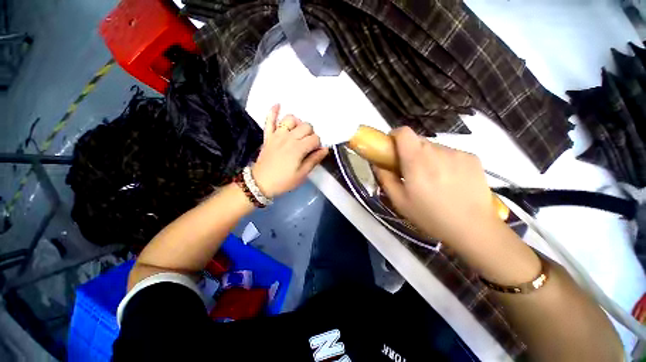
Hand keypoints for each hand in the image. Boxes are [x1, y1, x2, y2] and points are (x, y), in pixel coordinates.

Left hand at [251, 105, 328, 197]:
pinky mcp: (268, 136)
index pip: (315, 138)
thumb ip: (314, 160)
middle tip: (308, 145)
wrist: (260, 183)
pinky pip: (269, 120)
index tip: (314, 152)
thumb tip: (325, 149)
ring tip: (298, 132)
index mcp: (298, 148)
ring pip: (290, 119)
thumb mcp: (302, 174)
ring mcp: (277, 135)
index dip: (318, 145)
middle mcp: (289, 137)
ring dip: (297, 123)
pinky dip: (273, 111)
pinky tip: (278, 105)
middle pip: (306, 126)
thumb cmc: (284, 181)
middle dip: (311, 134)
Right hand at [373, 127, 499, 243]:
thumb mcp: (399, 201)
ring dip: (427, 158)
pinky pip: (450, 153)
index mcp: (417, 160)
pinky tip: (449, 181)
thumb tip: (377, 164)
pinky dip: (444, 162)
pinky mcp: (472, 158)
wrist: (474, 228)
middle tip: (410, 171)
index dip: (394, 136)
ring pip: (434, 148)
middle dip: (409, 151)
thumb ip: (385, 178)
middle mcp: (437, 150)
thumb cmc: (430, 216)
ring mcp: (457, 153)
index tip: (391, 149)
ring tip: (432, 179)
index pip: (403, 132)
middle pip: (418, 140)